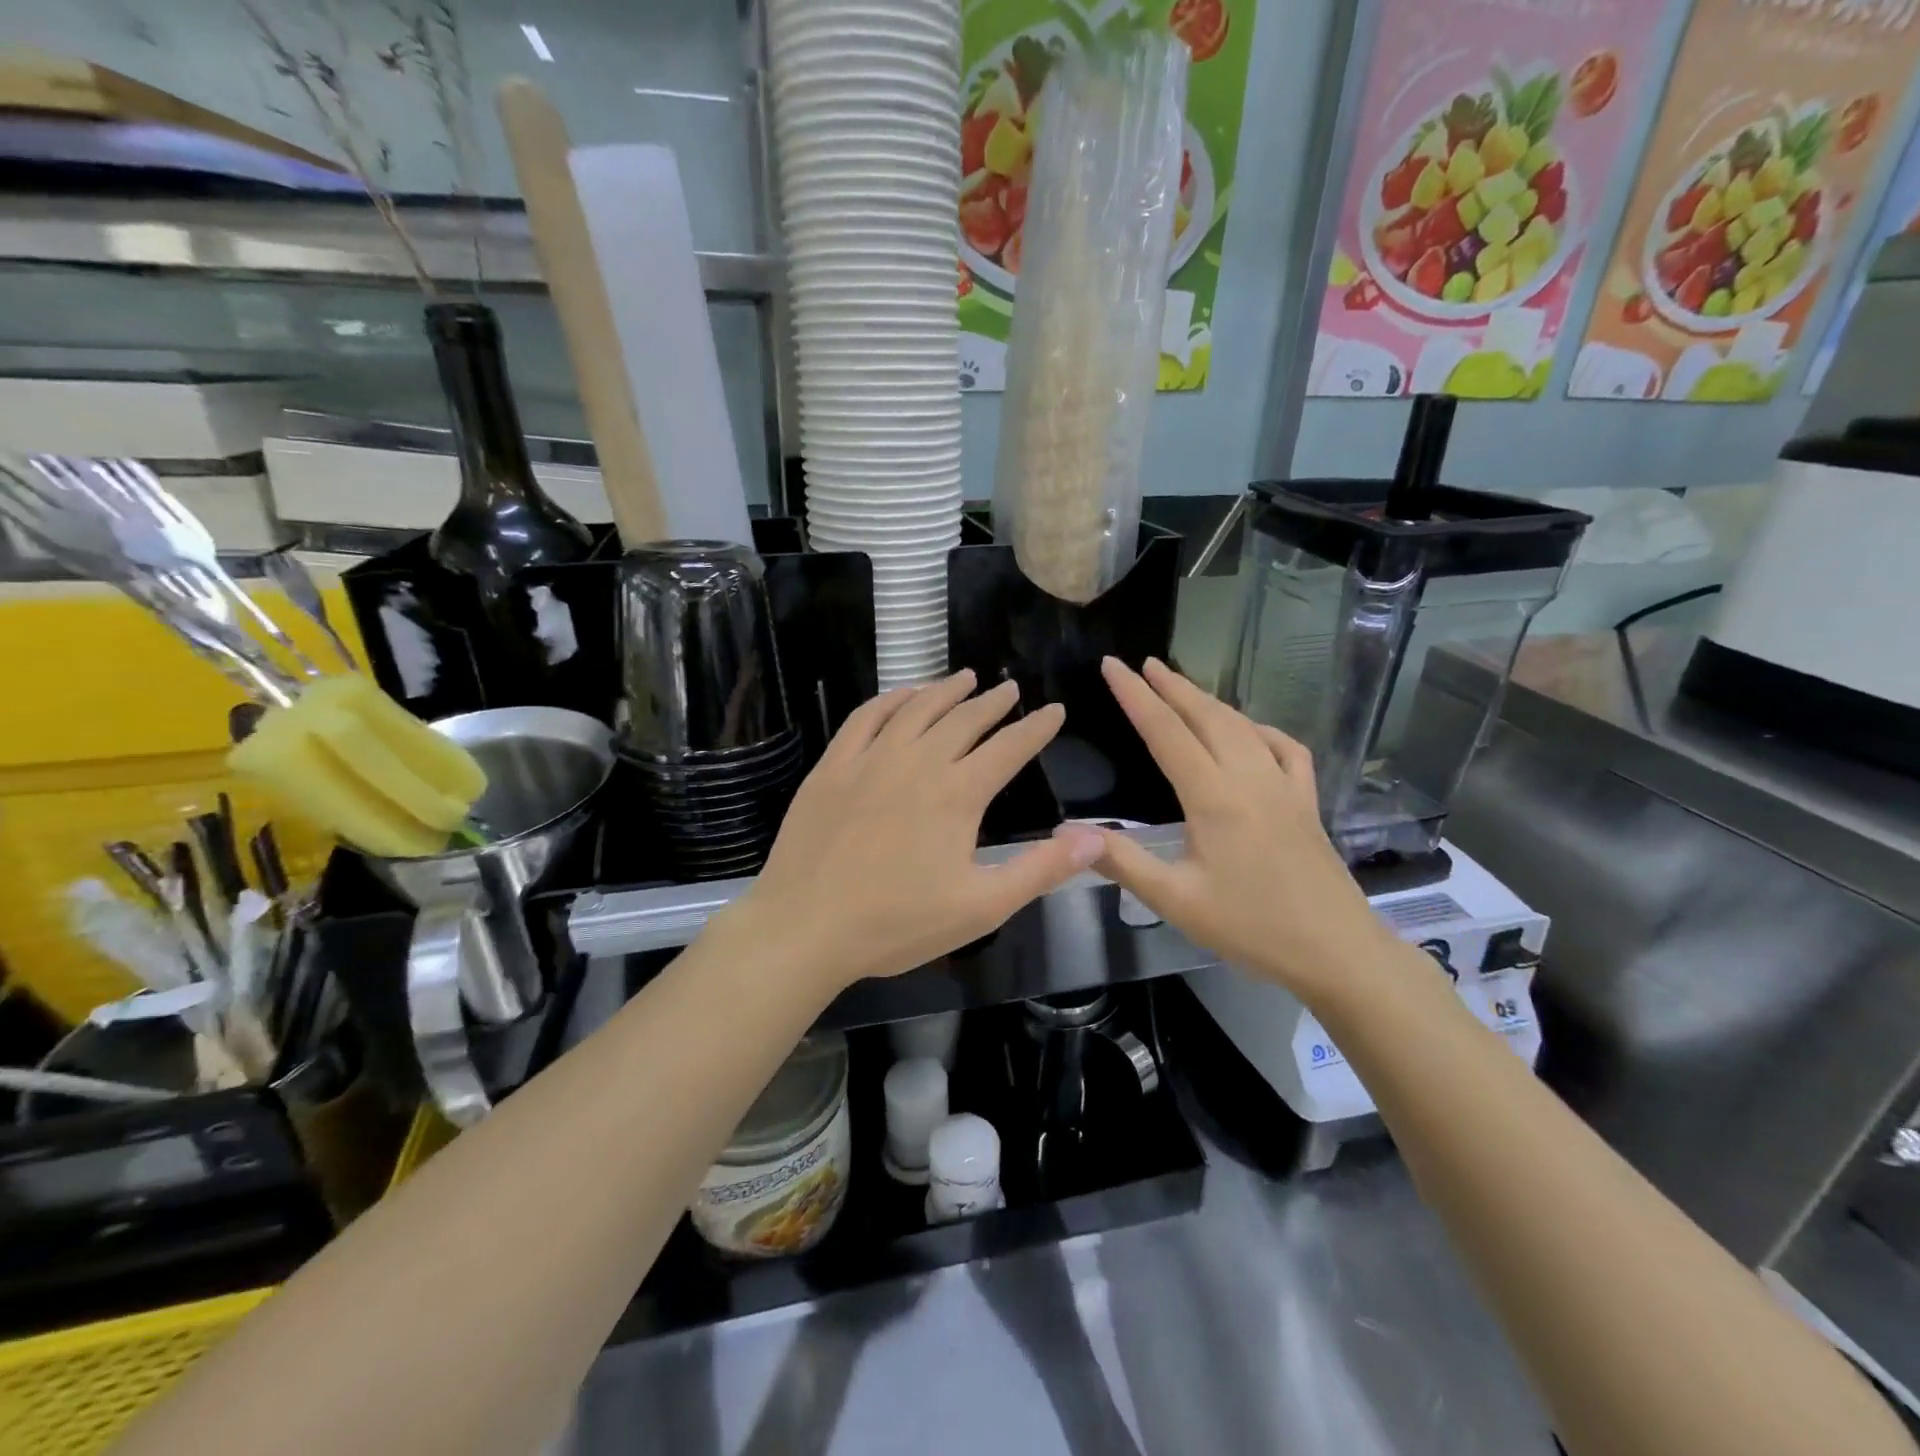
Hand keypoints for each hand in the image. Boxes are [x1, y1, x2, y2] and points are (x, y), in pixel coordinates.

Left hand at [724, 670, 1106, 996]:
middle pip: (964, 720)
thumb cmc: (897, 923)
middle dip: (993, 702)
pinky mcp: (833, 766)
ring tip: (966, 678)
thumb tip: (1096, 837)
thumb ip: (1041, 869)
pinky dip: (890, 699)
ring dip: (945, 690)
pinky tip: (902, 696)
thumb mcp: (981, 907)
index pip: (1009, 748)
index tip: (1054, 710)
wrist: (805, 927)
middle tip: (1010, 689)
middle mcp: (918, 762)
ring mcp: (870, 759)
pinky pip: (866, 716)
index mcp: (957, 794)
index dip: (1036, 727)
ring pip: (916, 709)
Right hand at [1093, 658, 1399, 1003]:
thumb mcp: (1175, 899)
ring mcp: (1284, 786)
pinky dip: (1260, 729)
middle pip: (1206, 715)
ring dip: (1208, 700)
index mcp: (1213, 796)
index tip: (1112, 665)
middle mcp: (1249, 777)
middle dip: (1172, 685)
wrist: (1335, 950)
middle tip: (1143, 663)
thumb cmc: (1250, 926)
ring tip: (1182, 686)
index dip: (1135, 695)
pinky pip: (1283, 748)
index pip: (1165, 731)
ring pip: (1242, 725)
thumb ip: (1121, 861)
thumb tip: (1067, 832)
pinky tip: (1250, 732)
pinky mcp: (1306, 801)